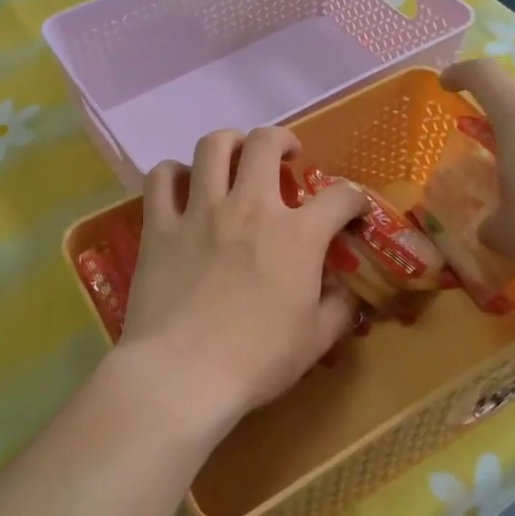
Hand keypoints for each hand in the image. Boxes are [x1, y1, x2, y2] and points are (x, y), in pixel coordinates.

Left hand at [114, 127, 368, 438]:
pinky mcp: (159, 225)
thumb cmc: (256, 361)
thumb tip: (348, 291)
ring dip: (230, 143)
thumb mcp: (316, 340)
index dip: (354, 198)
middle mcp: (249, 207)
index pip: (341, 195)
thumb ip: (339, 308)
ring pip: (212, 146)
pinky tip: (182, 184)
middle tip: (286, 157)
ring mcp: (200, 211)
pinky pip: (161, 178)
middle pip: (265, 143)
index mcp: (296, 235)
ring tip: (235, 157)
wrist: (183, 375)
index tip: (352, 210)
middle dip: (282, 140)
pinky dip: (173, 173)